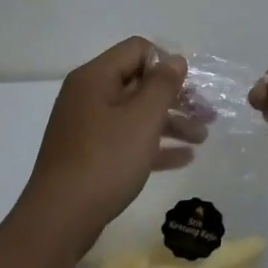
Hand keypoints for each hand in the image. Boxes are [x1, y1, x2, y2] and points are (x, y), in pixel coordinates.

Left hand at [19, 37, 196, 240]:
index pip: (137, 50)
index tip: (191, 87)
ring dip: (171, 123)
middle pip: (139, 83)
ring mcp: (87, 127)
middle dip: (176, 97)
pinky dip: (154, 145)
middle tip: (207, 114)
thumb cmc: (105, 160)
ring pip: (136, 114)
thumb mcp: (142, 119)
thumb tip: (174, 59)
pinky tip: (184, 158)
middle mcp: (88, 96)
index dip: (167, 63)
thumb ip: (162, 85)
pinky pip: (127, 140)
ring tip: (202, 139)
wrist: (61, 217)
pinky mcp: (90, 155)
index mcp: (95, 78)